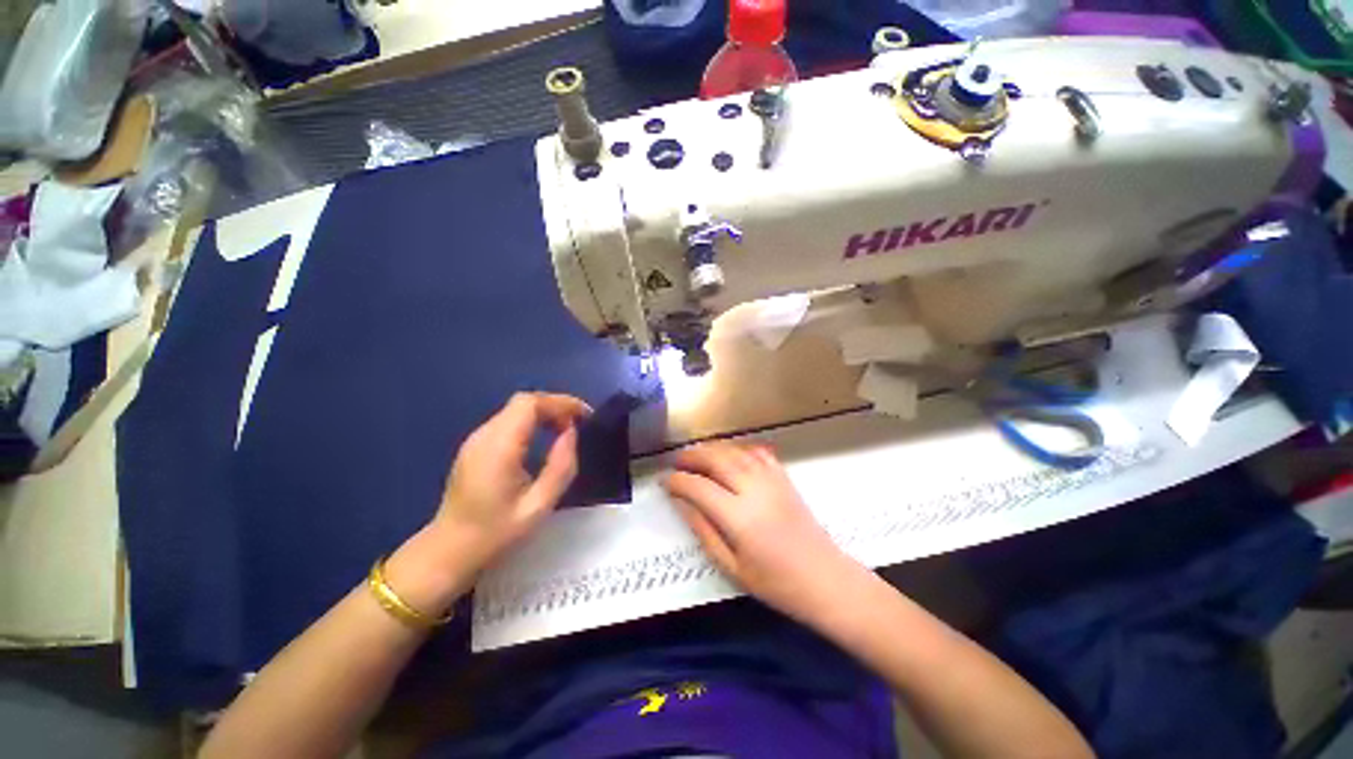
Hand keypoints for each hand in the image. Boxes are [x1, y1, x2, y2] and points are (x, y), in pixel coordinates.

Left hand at [433, 392, 591, 570]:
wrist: (448, 551)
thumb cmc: (495, 533)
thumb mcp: (538, 506)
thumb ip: (561, 466)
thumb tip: (571, 433)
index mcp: (499, 447)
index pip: (530, 404)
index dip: (561, 402)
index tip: (585, 416)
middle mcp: (484, 435)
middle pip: (524, 402)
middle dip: (556, 406)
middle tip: (579, 424)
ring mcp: (476, 439)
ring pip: (516, 409)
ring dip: (545, 413)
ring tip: (566, 430)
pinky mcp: (475, 446)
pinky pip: (508, 421)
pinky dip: (532, 421)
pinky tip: (543, 439)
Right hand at [663, 441, 866, 627]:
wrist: (826, 579)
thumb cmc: (776, 583)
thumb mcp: (732, 566)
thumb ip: (703, 530)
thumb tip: (681, 503)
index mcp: (739, 517)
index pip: (699, 488)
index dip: (678, 481)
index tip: (664, 481)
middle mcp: (754, 490)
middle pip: (717, 460)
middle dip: (693, 456)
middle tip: (677, 461)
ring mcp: (772, 480)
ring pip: (735, 451)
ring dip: (713, 449)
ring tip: (697, 455)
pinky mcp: (784, 478)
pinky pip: (757, 453)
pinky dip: (739, 448)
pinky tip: (730, 455)